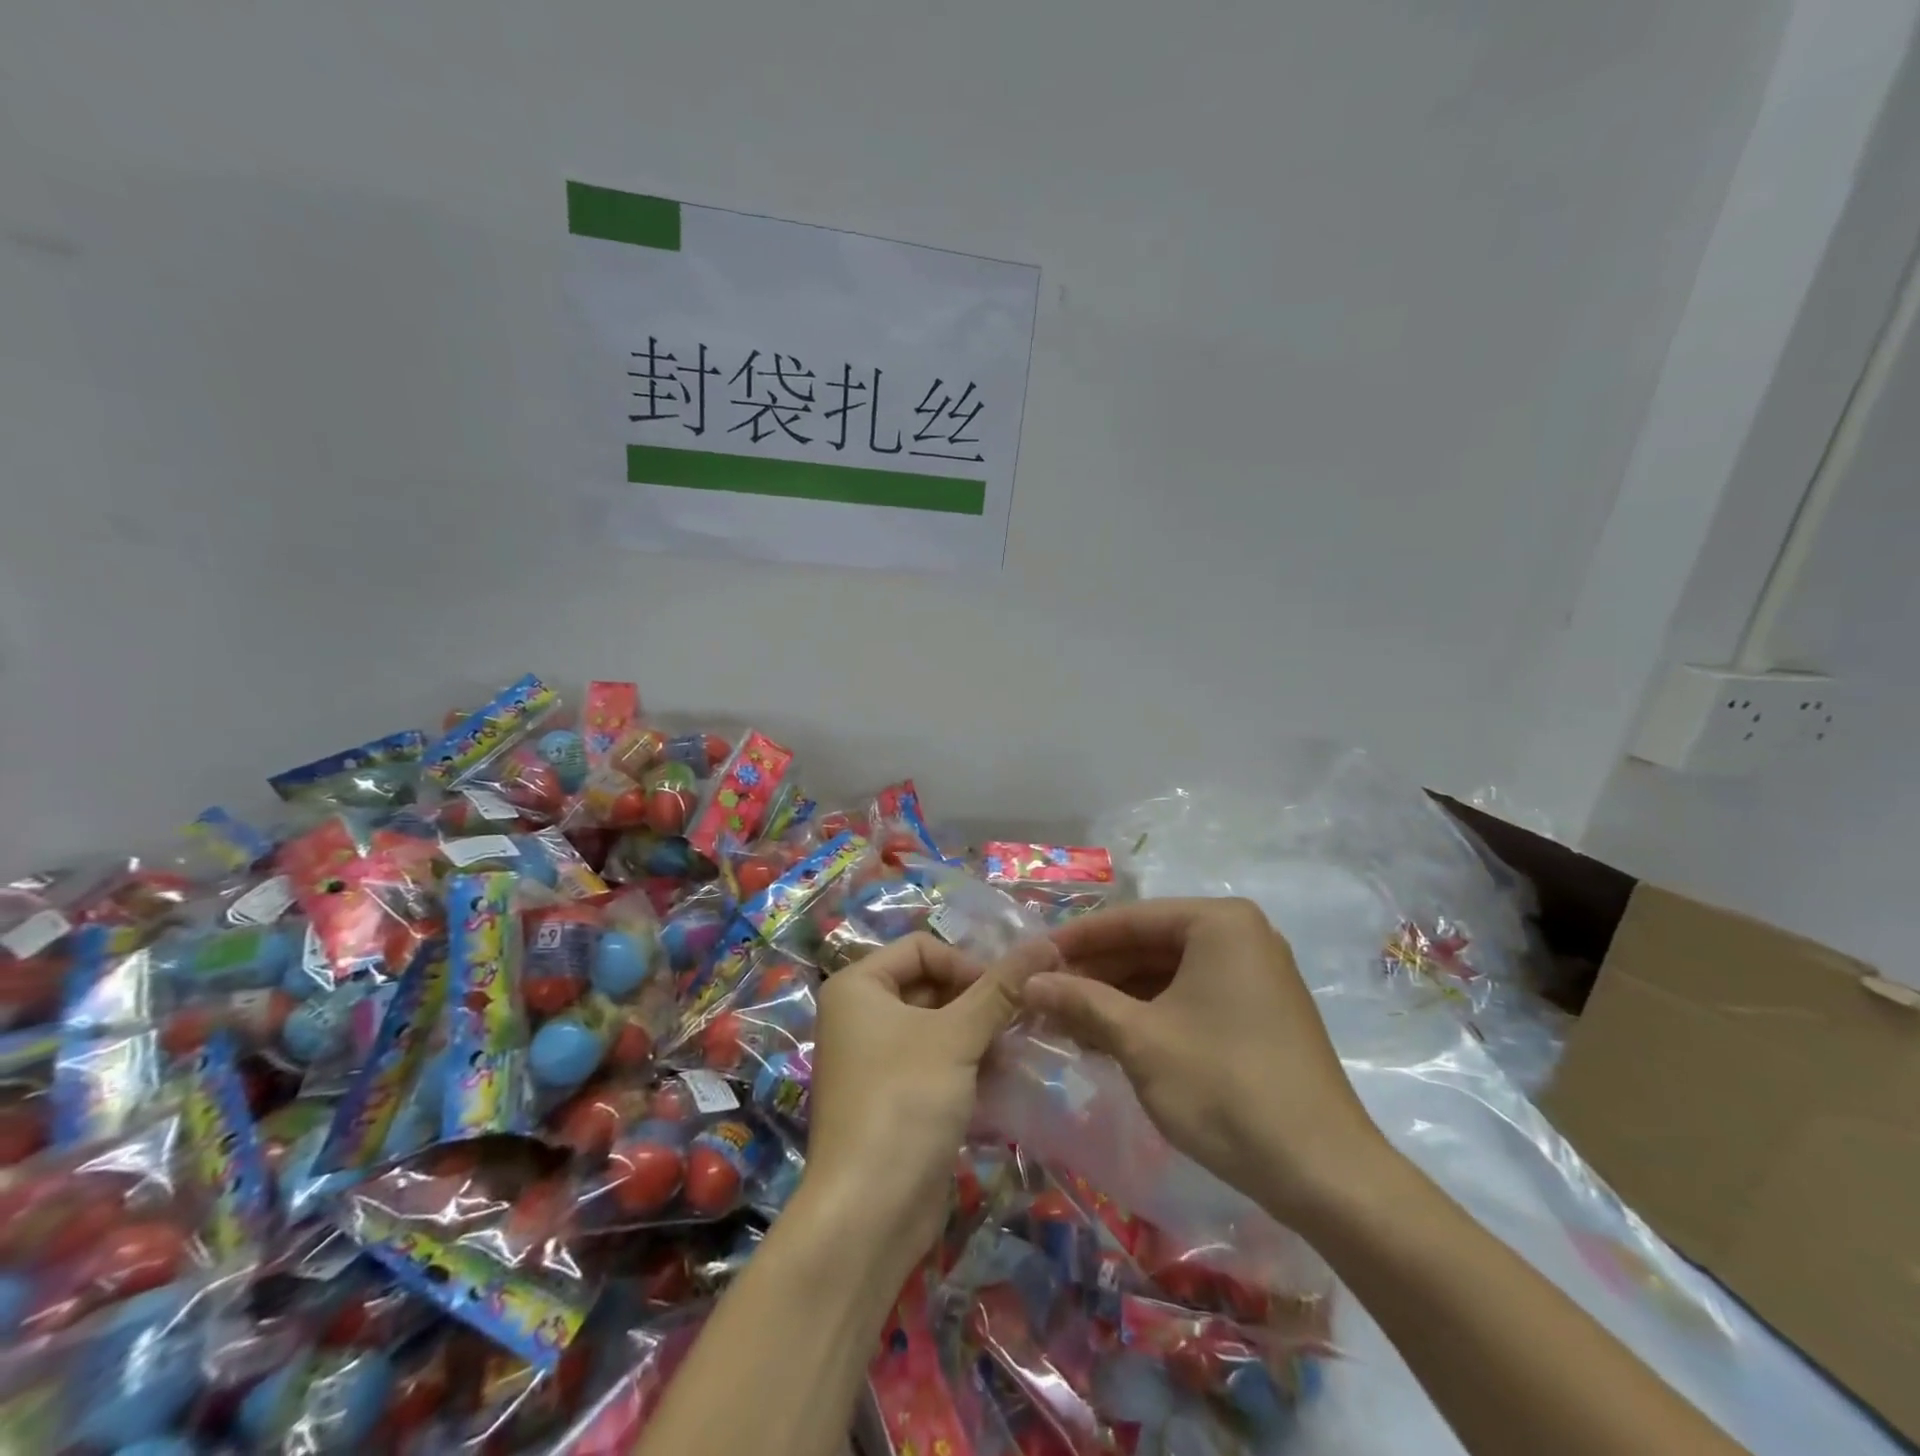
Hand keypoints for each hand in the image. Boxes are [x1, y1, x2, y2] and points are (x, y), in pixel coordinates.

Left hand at [805, 934, 1056, 1265]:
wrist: (869, 1213)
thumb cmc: (905, 1101)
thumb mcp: (957, 1036)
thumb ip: (1001, 988)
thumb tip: (1046, 942)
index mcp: (858, 985)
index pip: (923, 947)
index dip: (966, 963)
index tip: (1004, 994)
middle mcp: (860, 1014)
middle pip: (931, 985)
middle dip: (977, 1002)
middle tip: (1020, 1021)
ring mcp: (875, 1059)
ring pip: (937, 1026)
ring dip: (979, 1034)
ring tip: (1016, 1052)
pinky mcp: (894, 1097)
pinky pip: (936, 1062)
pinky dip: (968, 1064)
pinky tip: (1003, 1079)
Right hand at [1024, 898, 1390, 1225]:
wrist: (1323, 1173)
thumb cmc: (1224, 1087)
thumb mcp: (1140, 1040)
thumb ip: (1081, 1001)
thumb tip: (1028, 982)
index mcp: (1219, 923)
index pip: (1129, 919)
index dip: (1075, 941)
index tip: (1030, 958)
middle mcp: (1241, 936)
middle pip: (1149, 944)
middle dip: (1095, 973)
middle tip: (1043, 995)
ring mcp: (1254, 974)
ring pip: (1167, 974)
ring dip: (1117, 996)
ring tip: (1065, 1019)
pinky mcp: (1259, 1012)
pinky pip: (1190, 997)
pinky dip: (1149, 1014)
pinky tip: (1109, 1036)